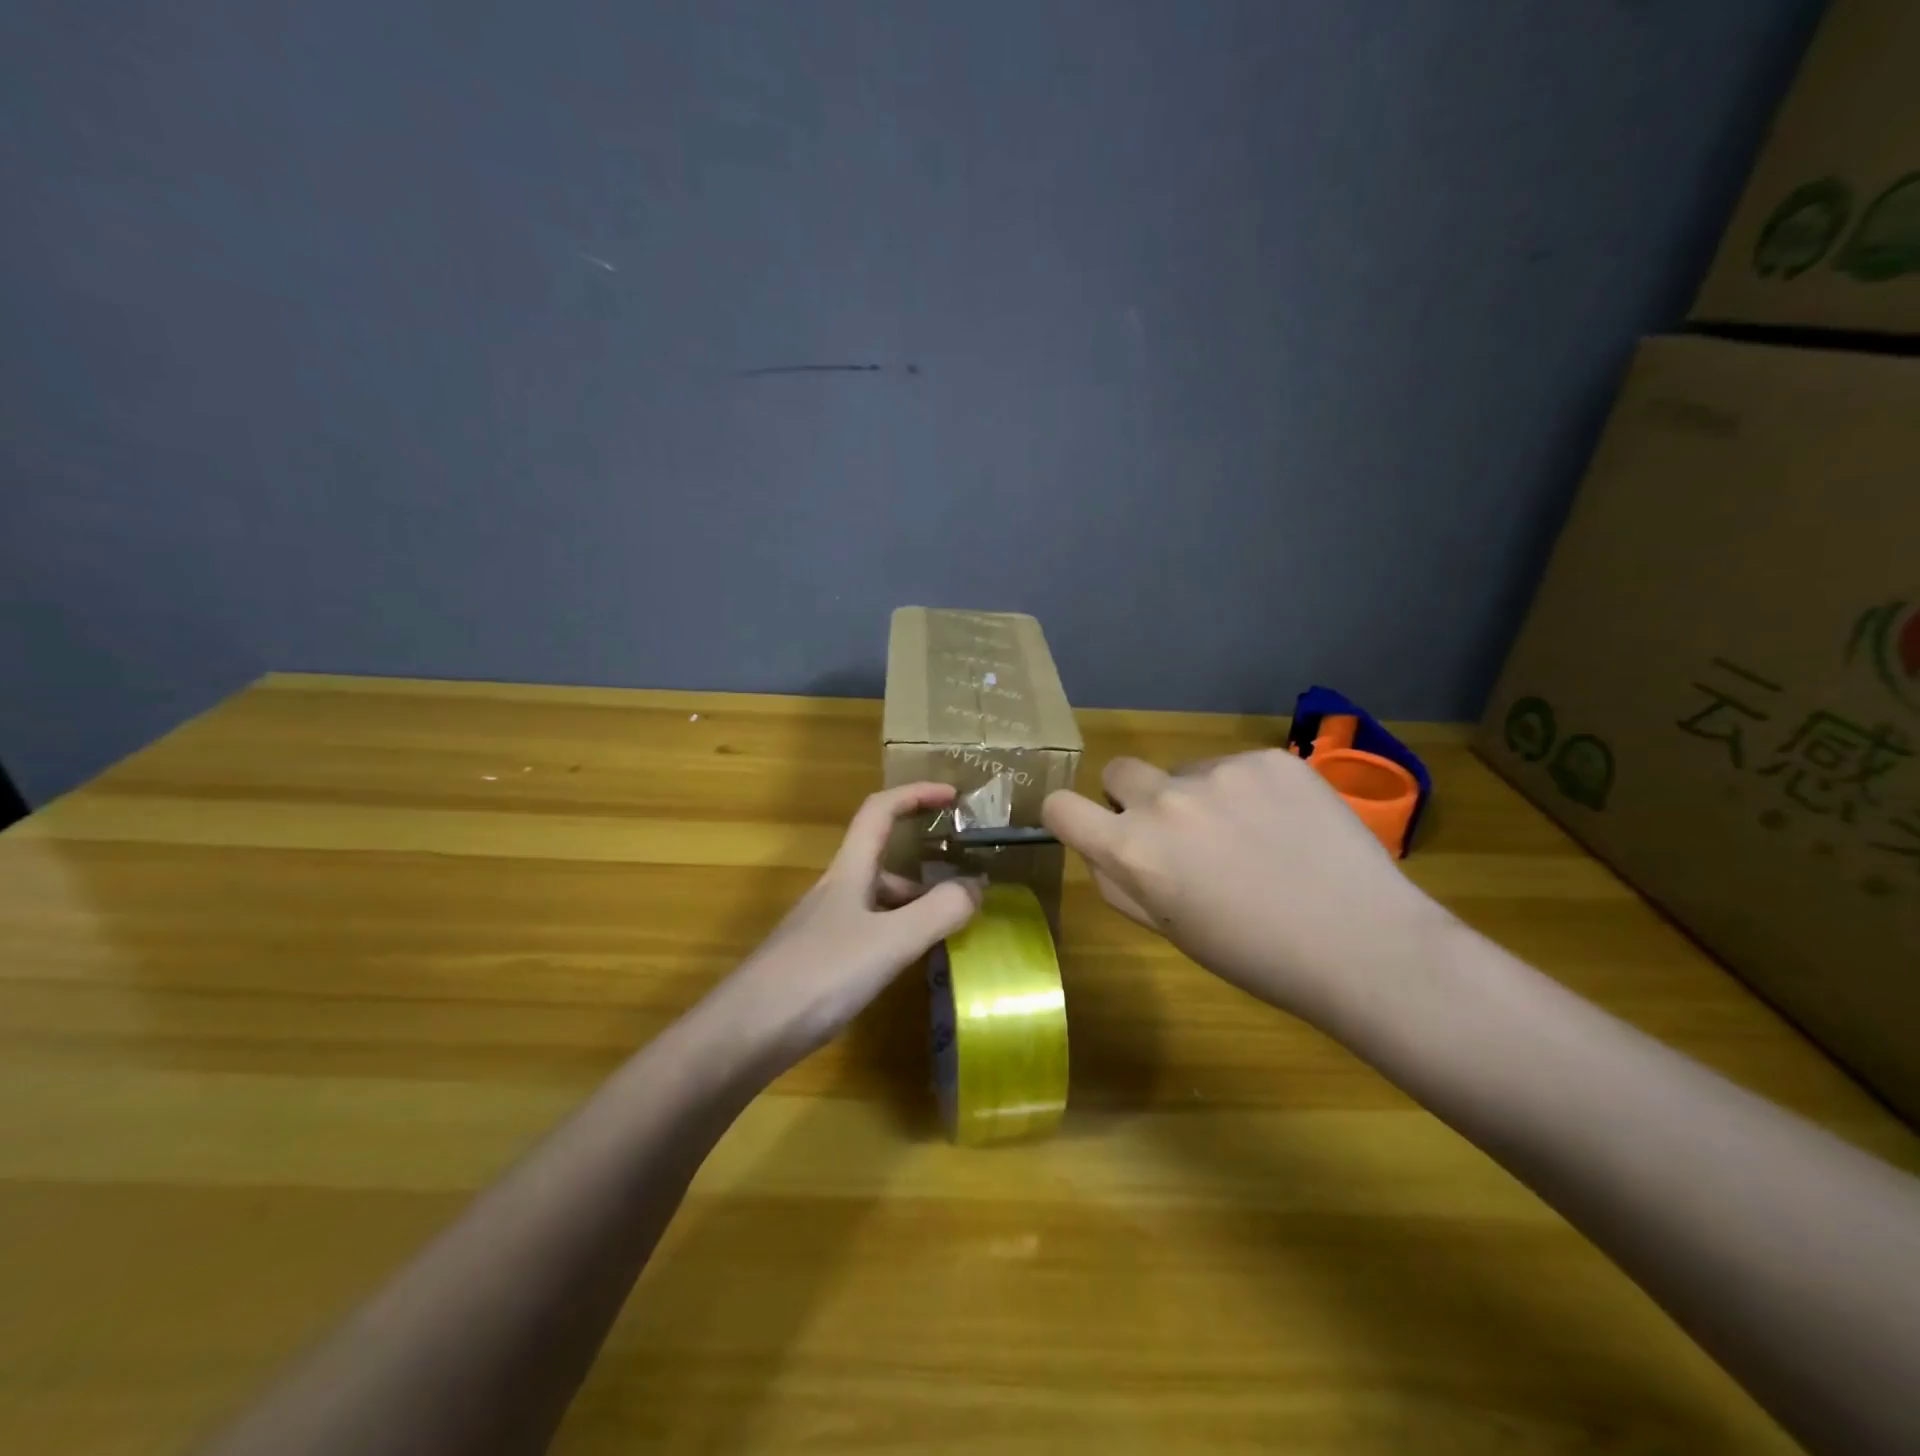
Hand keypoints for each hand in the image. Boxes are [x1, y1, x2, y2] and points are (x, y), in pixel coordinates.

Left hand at [705, 783, 983, 1068]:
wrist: (744, 1034)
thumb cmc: (819, 975)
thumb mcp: (890, 941)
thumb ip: (938, 912)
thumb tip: (978, 885)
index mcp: (849, 871)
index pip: (880, 811)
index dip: (915, 794)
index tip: (953, 797)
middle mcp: (836, 891)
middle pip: (882, 860)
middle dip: (925, 867)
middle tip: (965, 889)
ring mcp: (824, 927)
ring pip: (877, 901)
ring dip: (914, 906)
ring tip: (949, 932)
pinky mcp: (819, 962)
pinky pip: (869, 933)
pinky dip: (897, 937)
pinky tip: (909, 965)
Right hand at [1042, 751, 1445, 1024]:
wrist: (1363, 943)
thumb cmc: (1256, 956)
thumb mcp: (1169, 930)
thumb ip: (1121, 882)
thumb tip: (1102, 846)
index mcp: (1133, 850)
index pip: (1060, 807)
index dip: (1068, 816)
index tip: (1091, 827)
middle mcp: (1166, 800)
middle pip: (1118, 772)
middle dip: (1133, 798)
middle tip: (1178, 835)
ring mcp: (1219, 772)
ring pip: (1183, 770)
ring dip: (1197, 796)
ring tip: (1250, 838)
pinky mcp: (1268, 758)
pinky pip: (1234, 766)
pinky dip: (1246, 790)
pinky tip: (1284, 826)